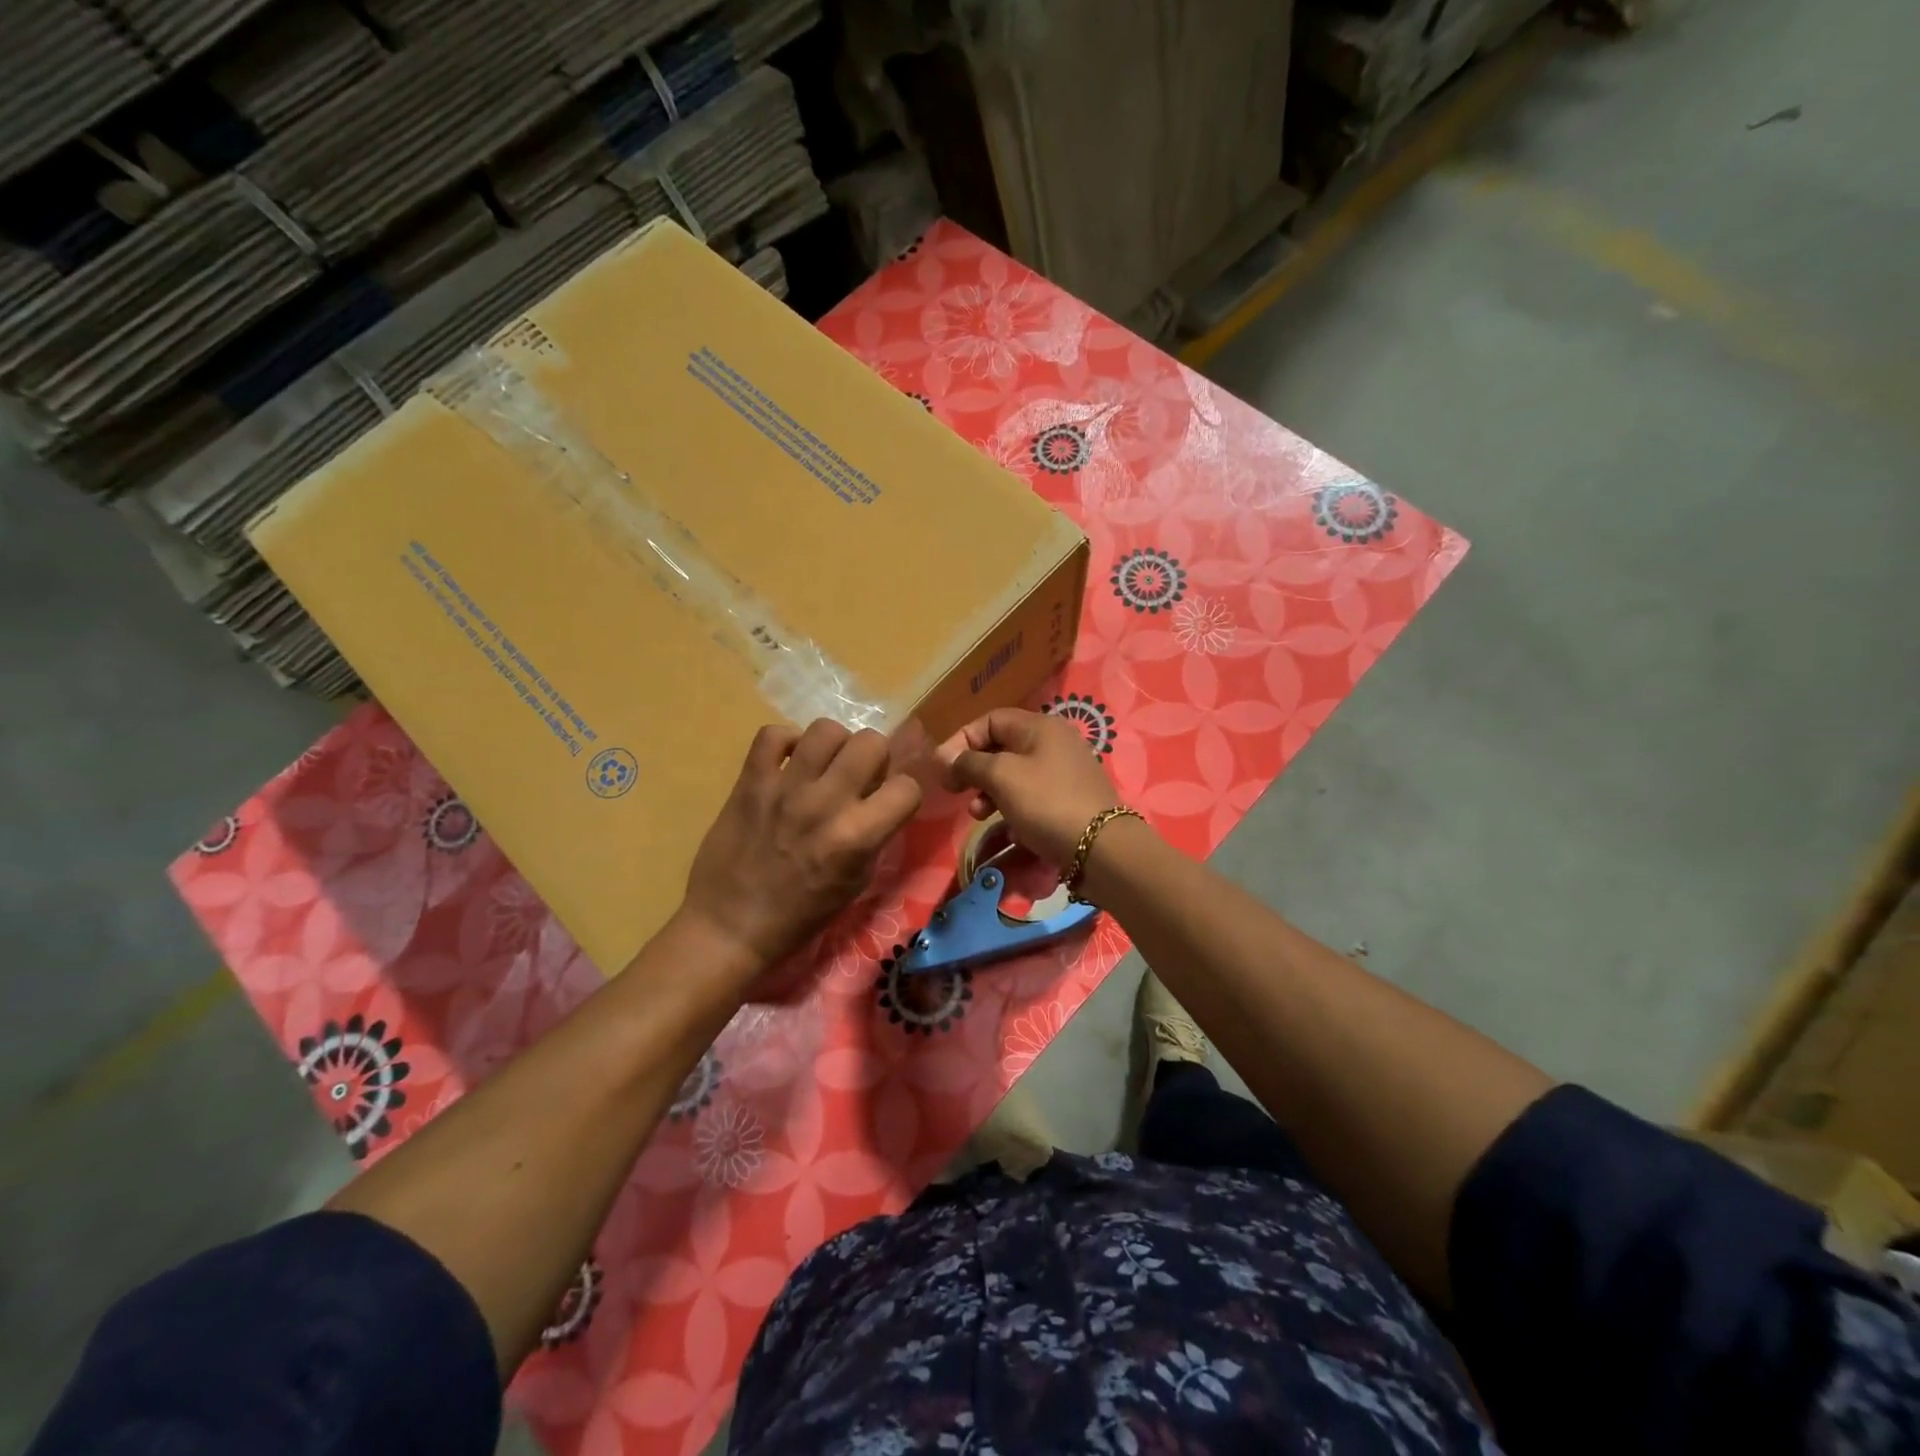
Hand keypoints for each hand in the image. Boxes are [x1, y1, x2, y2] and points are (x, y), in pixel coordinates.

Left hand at [681, 721, 922, 989]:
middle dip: (875, 758)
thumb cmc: (800, 915)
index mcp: (856, 837)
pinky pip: (772, 735)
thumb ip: (874, 837)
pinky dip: (786, 742)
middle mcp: (825, 803)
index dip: (903, 794)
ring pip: (825, 729)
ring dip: (834, 745)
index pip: (907, 788)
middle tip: (859, 776)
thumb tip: (881, 799)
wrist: (730, 925)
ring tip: (825, 765)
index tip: (890, 802)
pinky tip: (789, 762)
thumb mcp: (855, 884)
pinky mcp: (749, 782)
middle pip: (871, 742)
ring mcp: (784, 788)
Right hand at [936, 708, 1118, 865]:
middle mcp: (1054, 743)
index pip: (990, 720)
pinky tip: (1009, 831)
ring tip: (977, 815)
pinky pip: (1032, 797)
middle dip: (974, 769)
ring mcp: (1065, 772)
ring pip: (1015, 775)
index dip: (961, 741)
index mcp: (1040, 727)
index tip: (943, 769)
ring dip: (990, 793)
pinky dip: (1014, 809)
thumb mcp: (1002, 777)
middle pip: (1002, 747)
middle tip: (956, 793)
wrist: (1102, 848)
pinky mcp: (1070, 800)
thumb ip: (970, 763)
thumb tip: (946, 758)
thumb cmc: (1047, 803)